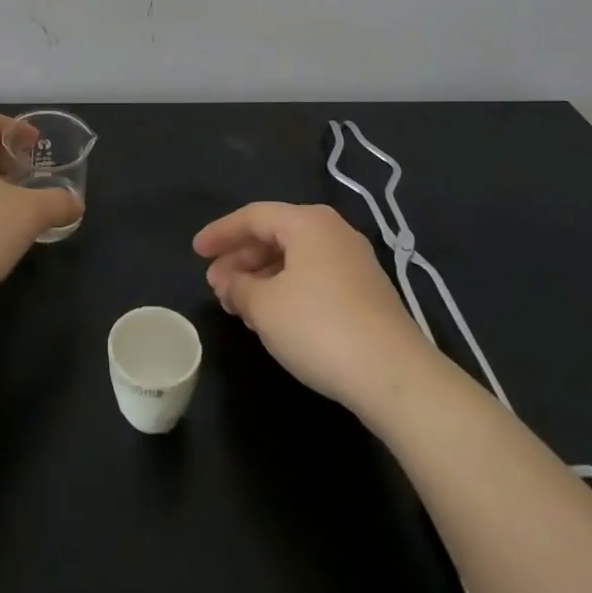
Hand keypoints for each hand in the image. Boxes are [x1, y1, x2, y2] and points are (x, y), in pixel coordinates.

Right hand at [194, 201, 439, 417]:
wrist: (395, 375)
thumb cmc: (319, 327)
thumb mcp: (265, 307)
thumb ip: (239, 288)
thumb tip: (228, 282)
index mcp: (307, 222)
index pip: (253, 217)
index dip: (220, 233)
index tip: (196, 251)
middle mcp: (333, 232)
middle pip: (275, 236)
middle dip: (241, 259)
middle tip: (215, 284)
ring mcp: (354, 262)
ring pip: (295, 260)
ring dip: (262, 278)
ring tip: (239, 305)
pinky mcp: (366, 293)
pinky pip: (314, 279)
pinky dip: (286, 291)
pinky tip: (272, 317)